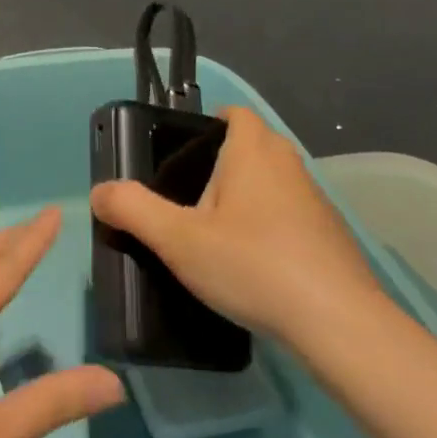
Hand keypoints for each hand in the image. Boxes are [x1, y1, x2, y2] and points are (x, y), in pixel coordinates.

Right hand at [89, 106, 385, 348]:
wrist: (337, 323)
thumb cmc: (252, 265)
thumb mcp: (177, 239)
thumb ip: (132, 210)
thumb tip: (99, 192)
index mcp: (253, 152)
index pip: (236, 114)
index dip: (209, 123)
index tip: (182, 154)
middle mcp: (289, 165)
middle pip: (253, 146)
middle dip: (222, 163)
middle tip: (187, 197)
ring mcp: (316, 201)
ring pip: (272, 183)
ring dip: (246, 197)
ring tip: (213, 234)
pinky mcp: (330, 236)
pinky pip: (290, 215)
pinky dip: (269, 227)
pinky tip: (251, 264)